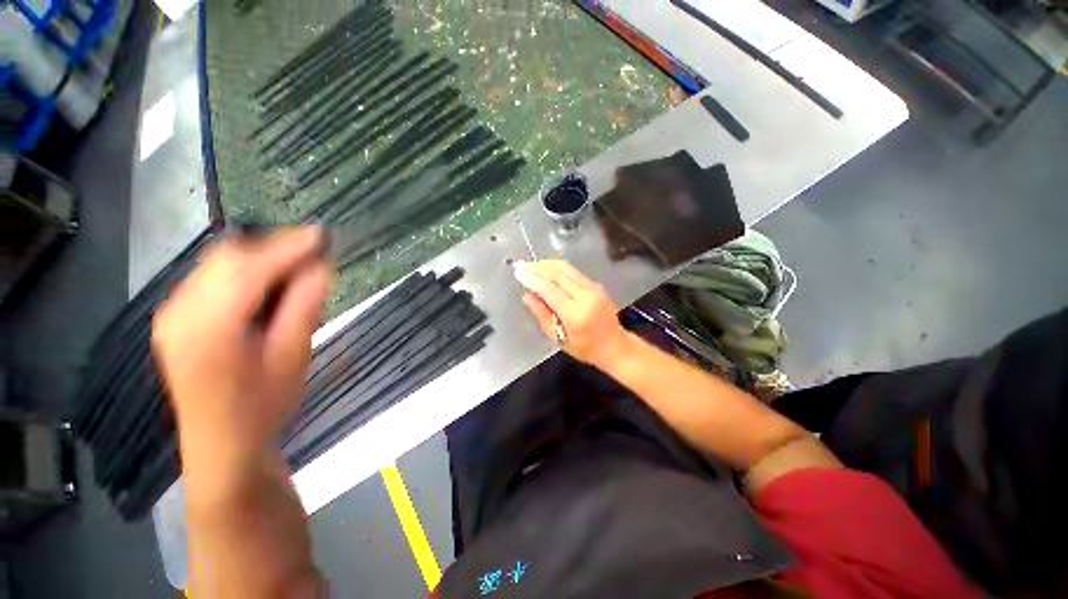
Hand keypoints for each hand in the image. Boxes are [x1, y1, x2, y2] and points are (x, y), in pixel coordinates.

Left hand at [152, 227, 330, 498]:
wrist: (222, 444)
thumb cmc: (263, 406)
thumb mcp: (292, 357)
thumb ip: (304, 307)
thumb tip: (321, 266)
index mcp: (209, 327)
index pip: (250, 269)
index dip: (289, 247)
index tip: (323, 235)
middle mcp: (180, 312)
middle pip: (227, 257)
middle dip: (273, 248)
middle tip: (312, 255)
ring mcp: (172, 313)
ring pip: (217, 263)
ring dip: (259, 259)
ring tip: (294, 271)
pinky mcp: (175, 318)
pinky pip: (210, 278)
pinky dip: (243, 272)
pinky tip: (266, 288)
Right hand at [514, 260, 629, 369]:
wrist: (614, 345)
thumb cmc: (583, 347)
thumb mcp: (558, 337)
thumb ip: (542, 314)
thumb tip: (527, 295)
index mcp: (575, 314)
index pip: (550, 290)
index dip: (533, 279)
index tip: (518, 271)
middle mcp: (586, 297)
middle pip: (558, 275)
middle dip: (538, 268)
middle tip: (521, 264)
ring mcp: (593, 289)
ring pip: (567, 269)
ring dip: (547, 264)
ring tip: (531, 264)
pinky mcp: (596, 285)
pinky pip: (574, 272)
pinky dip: (558, 267)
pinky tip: (547, 268)